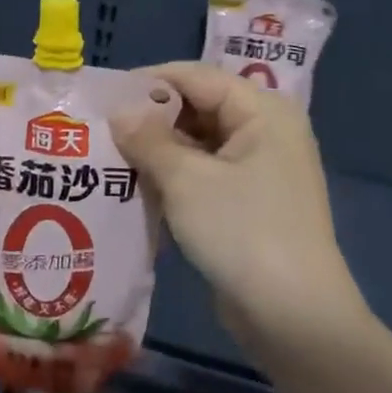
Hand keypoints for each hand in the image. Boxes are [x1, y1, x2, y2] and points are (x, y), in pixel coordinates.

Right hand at [113, 63, 366, 357]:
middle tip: (99, 130)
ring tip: (107, 158)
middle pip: (198, 108)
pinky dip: (172, 177)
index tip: (102, 96)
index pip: (196, 76)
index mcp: (262, 111)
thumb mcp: (186, 180)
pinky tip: (135, 187)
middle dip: (150, 118)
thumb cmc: (242, 232)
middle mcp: (265, 132)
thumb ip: (148, 138)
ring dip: (157, 151)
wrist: (293, 316)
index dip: (148, 82)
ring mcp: (258, 170)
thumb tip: (118, 111)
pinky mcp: (248, 203)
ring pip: (197, 144)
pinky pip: (203, 175)